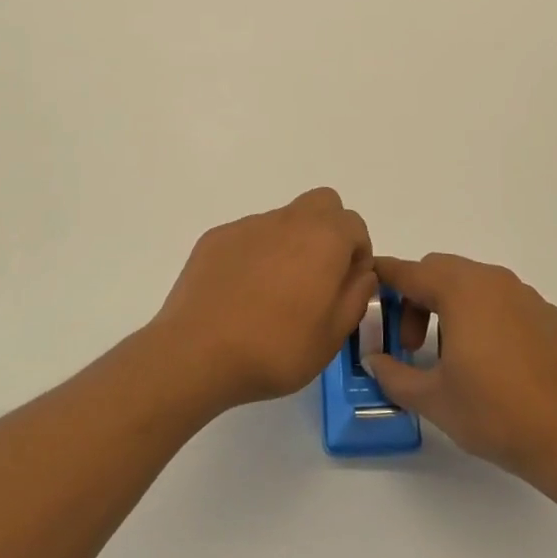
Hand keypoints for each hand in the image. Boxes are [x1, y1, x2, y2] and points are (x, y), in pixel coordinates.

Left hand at [150, 188, 375, 411]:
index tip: (345, 286)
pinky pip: (248, 237)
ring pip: (283, 221)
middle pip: (321, 205)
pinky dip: (254, 255)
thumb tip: (359, 272)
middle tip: (317, 276)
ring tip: (272, 294)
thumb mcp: (332, 335)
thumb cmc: (275, 348)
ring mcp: (247, 226)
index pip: (354, 225)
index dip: (357, 254)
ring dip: (289, 244)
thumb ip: (355, 296)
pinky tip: (241, 293)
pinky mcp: (216, 238)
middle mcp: (287, 220)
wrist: (197, 352)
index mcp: (323, 239)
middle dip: (328, 232)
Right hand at [366, 254, 556, 488]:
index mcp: (461, 291)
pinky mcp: (549, 316)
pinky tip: (491, 363)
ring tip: (450, 356)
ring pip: (473, 284)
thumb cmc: (497, 413)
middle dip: (416, 299)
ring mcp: (526, 296)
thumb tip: (374, 360)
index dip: (382, 278)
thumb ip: (394, 375)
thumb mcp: (434, 399)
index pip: (408, 272)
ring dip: (449, 307)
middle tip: (411, 345)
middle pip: (440, 271)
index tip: (366, 290)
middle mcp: (494, 281)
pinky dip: (483, 317)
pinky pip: (503, 302)